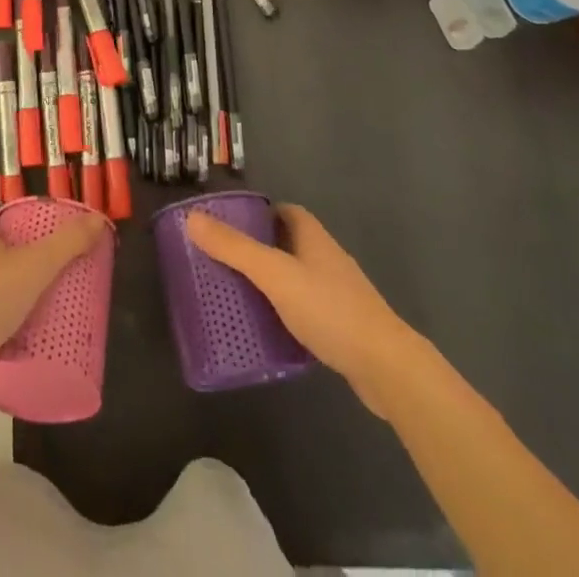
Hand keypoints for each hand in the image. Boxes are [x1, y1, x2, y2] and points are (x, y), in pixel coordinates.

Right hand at [186, 203, 416, 402]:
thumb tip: (192, 218)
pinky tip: (267, 331)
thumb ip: (234, 248)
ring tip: (237, 296)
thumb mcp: (275, 275)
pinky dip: (285, 313)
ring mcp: (337, 293)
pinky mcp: (342, 327)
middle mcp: (326, 258)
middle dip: (258, 250)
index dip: (257, 214)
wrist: (386, 367)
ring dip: (271, 283)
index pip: (283, 212)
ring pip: (296, 278)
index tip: (228, 227)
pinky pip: (305, 310)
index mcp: (312, 237)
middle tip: (224, 263)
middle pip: (287, 243)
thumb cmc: (329, 309)